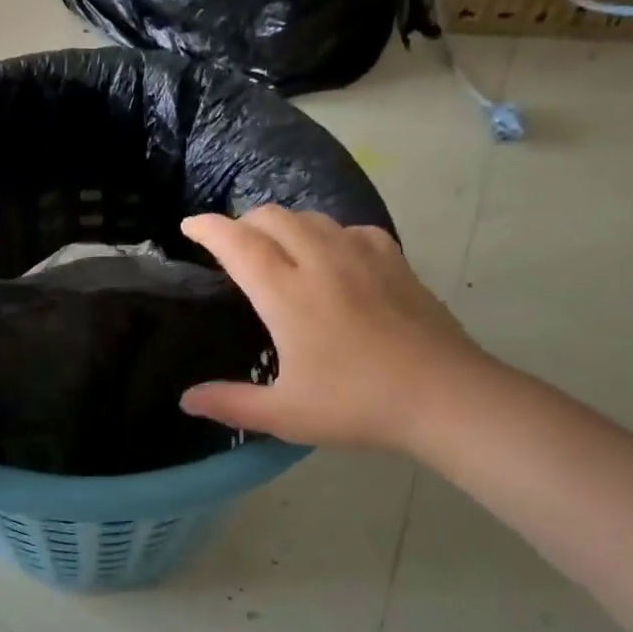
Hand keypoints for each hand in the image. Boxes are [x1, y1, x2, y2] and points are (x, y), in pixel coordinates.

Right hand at [180, 208, 486, 452]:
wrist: (446, 397)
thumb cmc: (358, 404)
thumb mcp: (285, 414)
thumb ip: (231, 403)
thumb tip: (186, 400)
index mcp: (287, 294)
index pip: (237, 244)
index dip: (208, 228)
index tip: (189, 226)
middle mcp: (321, 262)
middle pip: (272, 218)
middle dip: (243, 222)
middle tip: (231, 244)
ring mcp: (362, 256)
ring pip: (311, 217)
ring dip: (283, 223)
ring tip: (275, 246)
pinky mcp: (395, 261)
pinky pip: (350, 229)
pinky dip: (327, 233)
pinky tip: (333, 254)